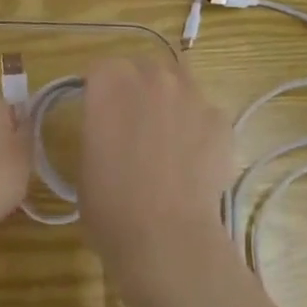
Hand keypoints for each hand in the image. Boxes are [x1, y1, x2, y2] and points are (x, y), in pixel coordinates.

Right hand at [78, 57, 235, 289]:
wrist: (165, 237)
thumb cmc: (109, 203)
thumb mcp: (84, 160)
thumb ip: (98, 130)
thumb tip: (111, 130)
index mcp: (109, 82)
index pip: (100, 70)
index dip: (99, 93)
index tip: (99, 117)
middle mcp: (152, 77)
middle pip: (143, 69)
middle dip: (137, 90)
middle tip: (132, 128)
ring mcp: (192, 95)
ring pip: (179, 85)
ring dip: (170, 103)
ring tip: (168, 141)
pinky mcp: (221, 121)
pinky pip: (206, 115)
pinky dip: (199, 130)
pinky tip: (194, 161)